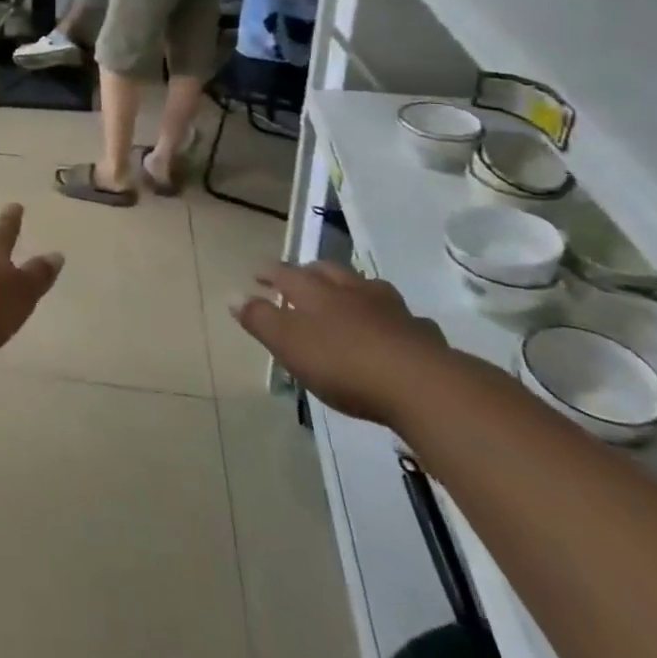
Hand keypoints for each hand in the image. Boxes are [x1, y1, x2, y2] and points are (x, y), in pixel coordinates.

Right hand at [232, 262, 449, 428]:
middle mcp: (351, 290)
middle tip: (301, 279)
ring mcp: (391, 309)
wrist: (421, 385)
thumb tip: (234, 295)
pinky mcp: (422, 334)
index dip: (269, 272)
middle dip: (311, 272)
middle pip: (328, 272)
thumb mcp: (288, 343)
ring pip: (368, 288)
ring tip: (349, 298)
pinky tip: (394, 331)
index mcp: (315, 291)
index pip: (285, 273)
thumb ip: (260, 319)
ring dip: (354, 290)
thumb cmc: (342, 362)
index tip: (257, 274)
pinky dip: (392, 320)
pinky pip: (403, 319)